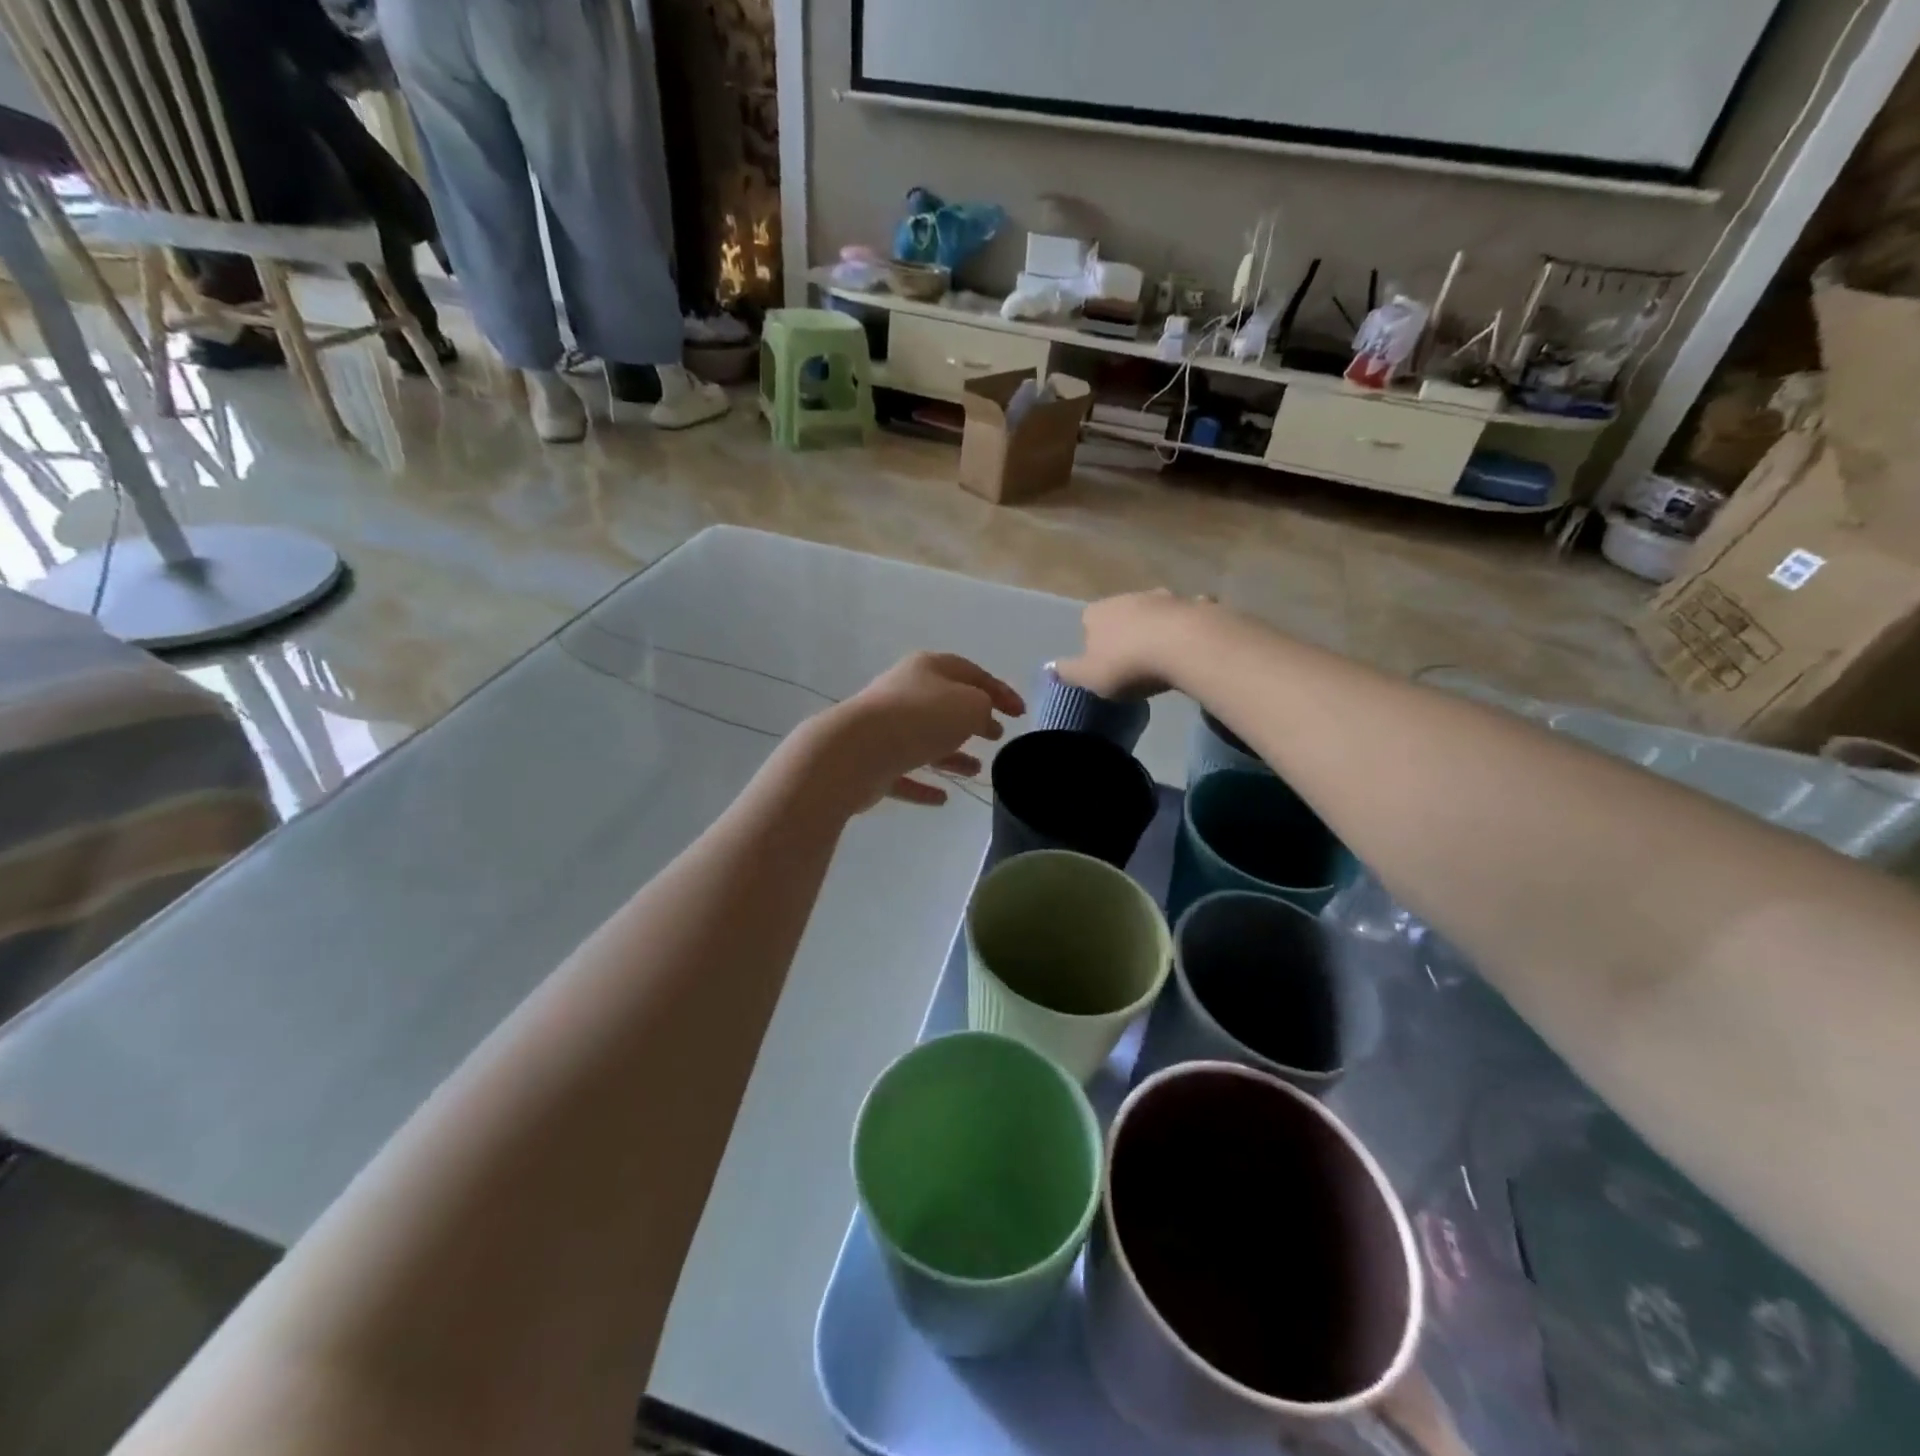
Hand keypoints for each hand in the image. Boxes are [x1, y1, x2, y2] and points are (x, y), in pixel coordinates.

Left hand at [817, 653, 1024, 809]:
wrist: (855, 752)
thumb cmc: (920, 719)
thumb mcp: (969, 705)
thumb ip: (982, 707)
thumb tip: (977, 716)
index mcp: (927, 669)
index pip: (972, 674)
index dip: (999, 691)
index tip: (1021, 713)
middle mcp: (904, 693)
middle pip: (945, 705)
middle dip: (973, 720)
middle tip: (997, 735)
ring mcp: (884, 729)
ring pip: (925, 741)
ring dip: (951, 755)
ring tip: (976, 770)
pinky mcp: (872, 763)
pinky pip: (904, 774)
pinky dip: (923, 785)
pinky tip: (942, 799)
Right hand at [1054, 589, 1208, 699]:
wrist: (1184, 646)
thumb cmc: (1128, 664)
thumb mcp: (1089, 677)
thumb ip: (1068, 672)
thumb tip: (1049, 668)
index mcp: (1097, 613)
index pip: (1087, 622)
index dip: (1093, 642)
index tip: (1102, 664)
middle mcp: (1127, 597)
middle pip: (1121, 614)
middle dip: (1125, 631)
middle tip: (1132, 661)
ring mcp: (1163, 597)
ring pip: (1154, 611)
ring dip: (1155, 626)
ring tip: (1162, 653)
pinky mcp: (1194, 604)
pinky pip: (1187, 614)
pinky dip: (1187, 624)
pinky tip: (1192, 642)